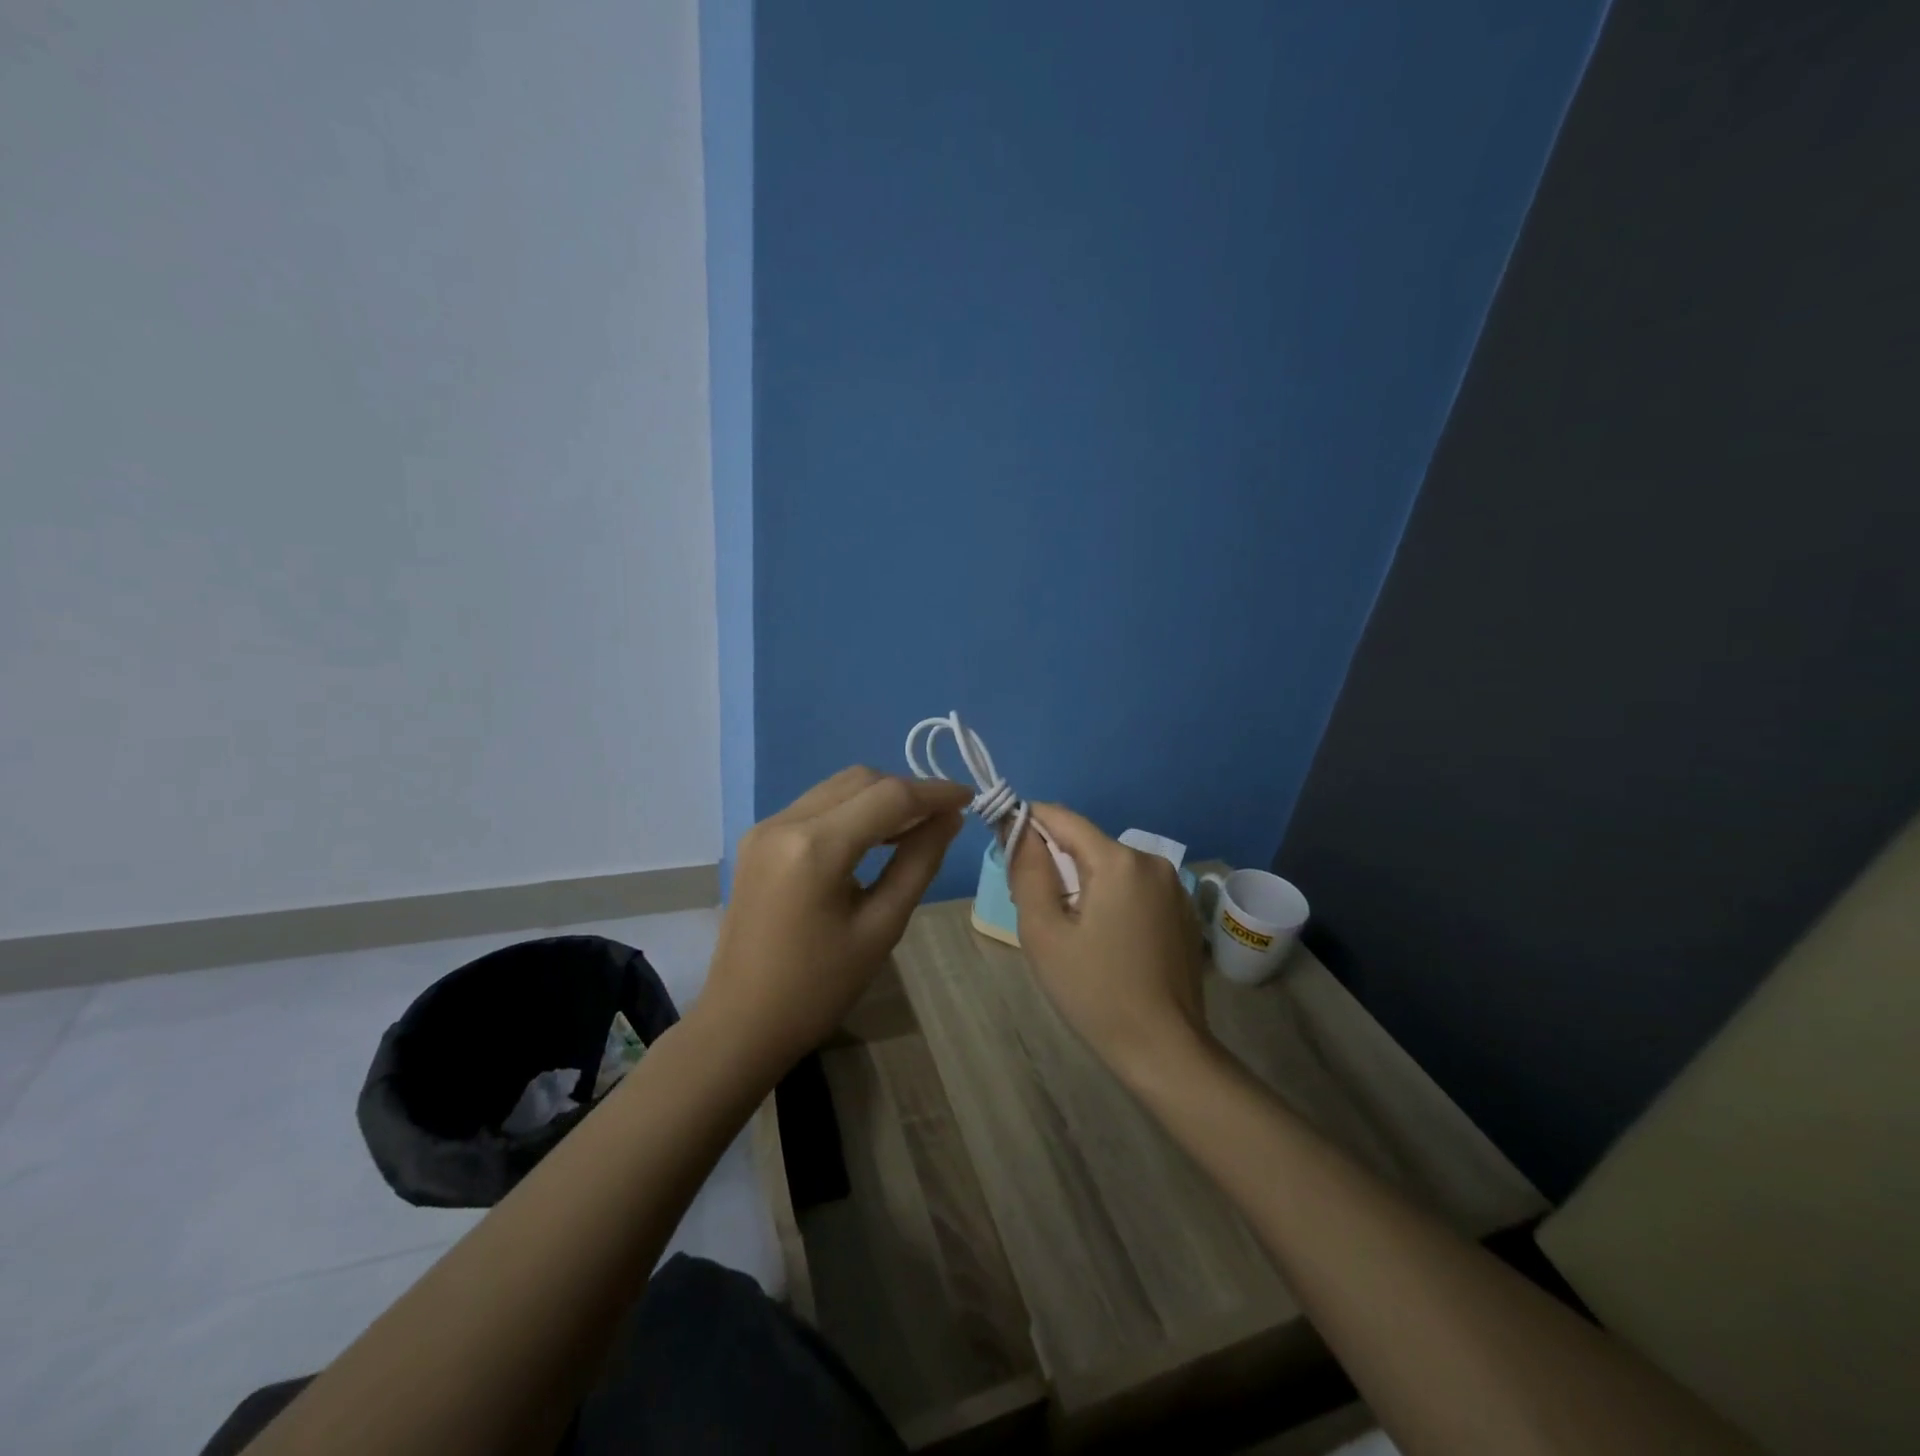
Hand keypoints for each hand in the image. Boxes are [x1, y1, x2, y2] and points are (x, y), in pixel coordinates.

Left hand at [699, 766, 972, 1071]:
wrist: (741, 1023)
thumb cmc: (818, 988)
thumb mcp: (882, 927)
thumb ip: (919, 862)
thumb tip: (950, 818)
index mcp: (814, 848)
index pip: (889, 797)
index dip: (935, 793)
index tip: (970, 797)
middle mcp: (785, 822)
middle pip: (860, 780)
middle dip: (907, 790)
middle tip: (943, 818)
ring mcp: (765, 827)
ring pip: (838, 787)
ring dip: (879, 797)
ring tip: (915, 827)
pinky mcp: (758, 838)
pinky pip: (816, 805)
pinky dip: (852, 810)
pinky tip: (873, 836)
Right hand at [1007, 804, 1212, 1078]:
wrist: (1164, 1049)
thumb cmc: (1095, 991)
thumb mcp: (1044, 932)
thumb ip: (1028, 871)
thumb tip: (1018, 828)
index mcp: (1118, 860)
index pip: (1062, 818)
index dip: (1028, 822)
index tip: (1004, 845)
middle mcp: (1151, 861)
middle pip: (1087, 844)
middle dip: (1055, 863)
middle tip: (1034, 909)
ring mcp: (1173, 887)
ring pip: (1110, 867)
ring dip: (1083, 883)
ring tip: (1068, 931)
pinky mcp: (1182, 911)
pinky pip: (1133, 888)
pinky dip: (1110, 899)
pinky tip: (1105, 942)